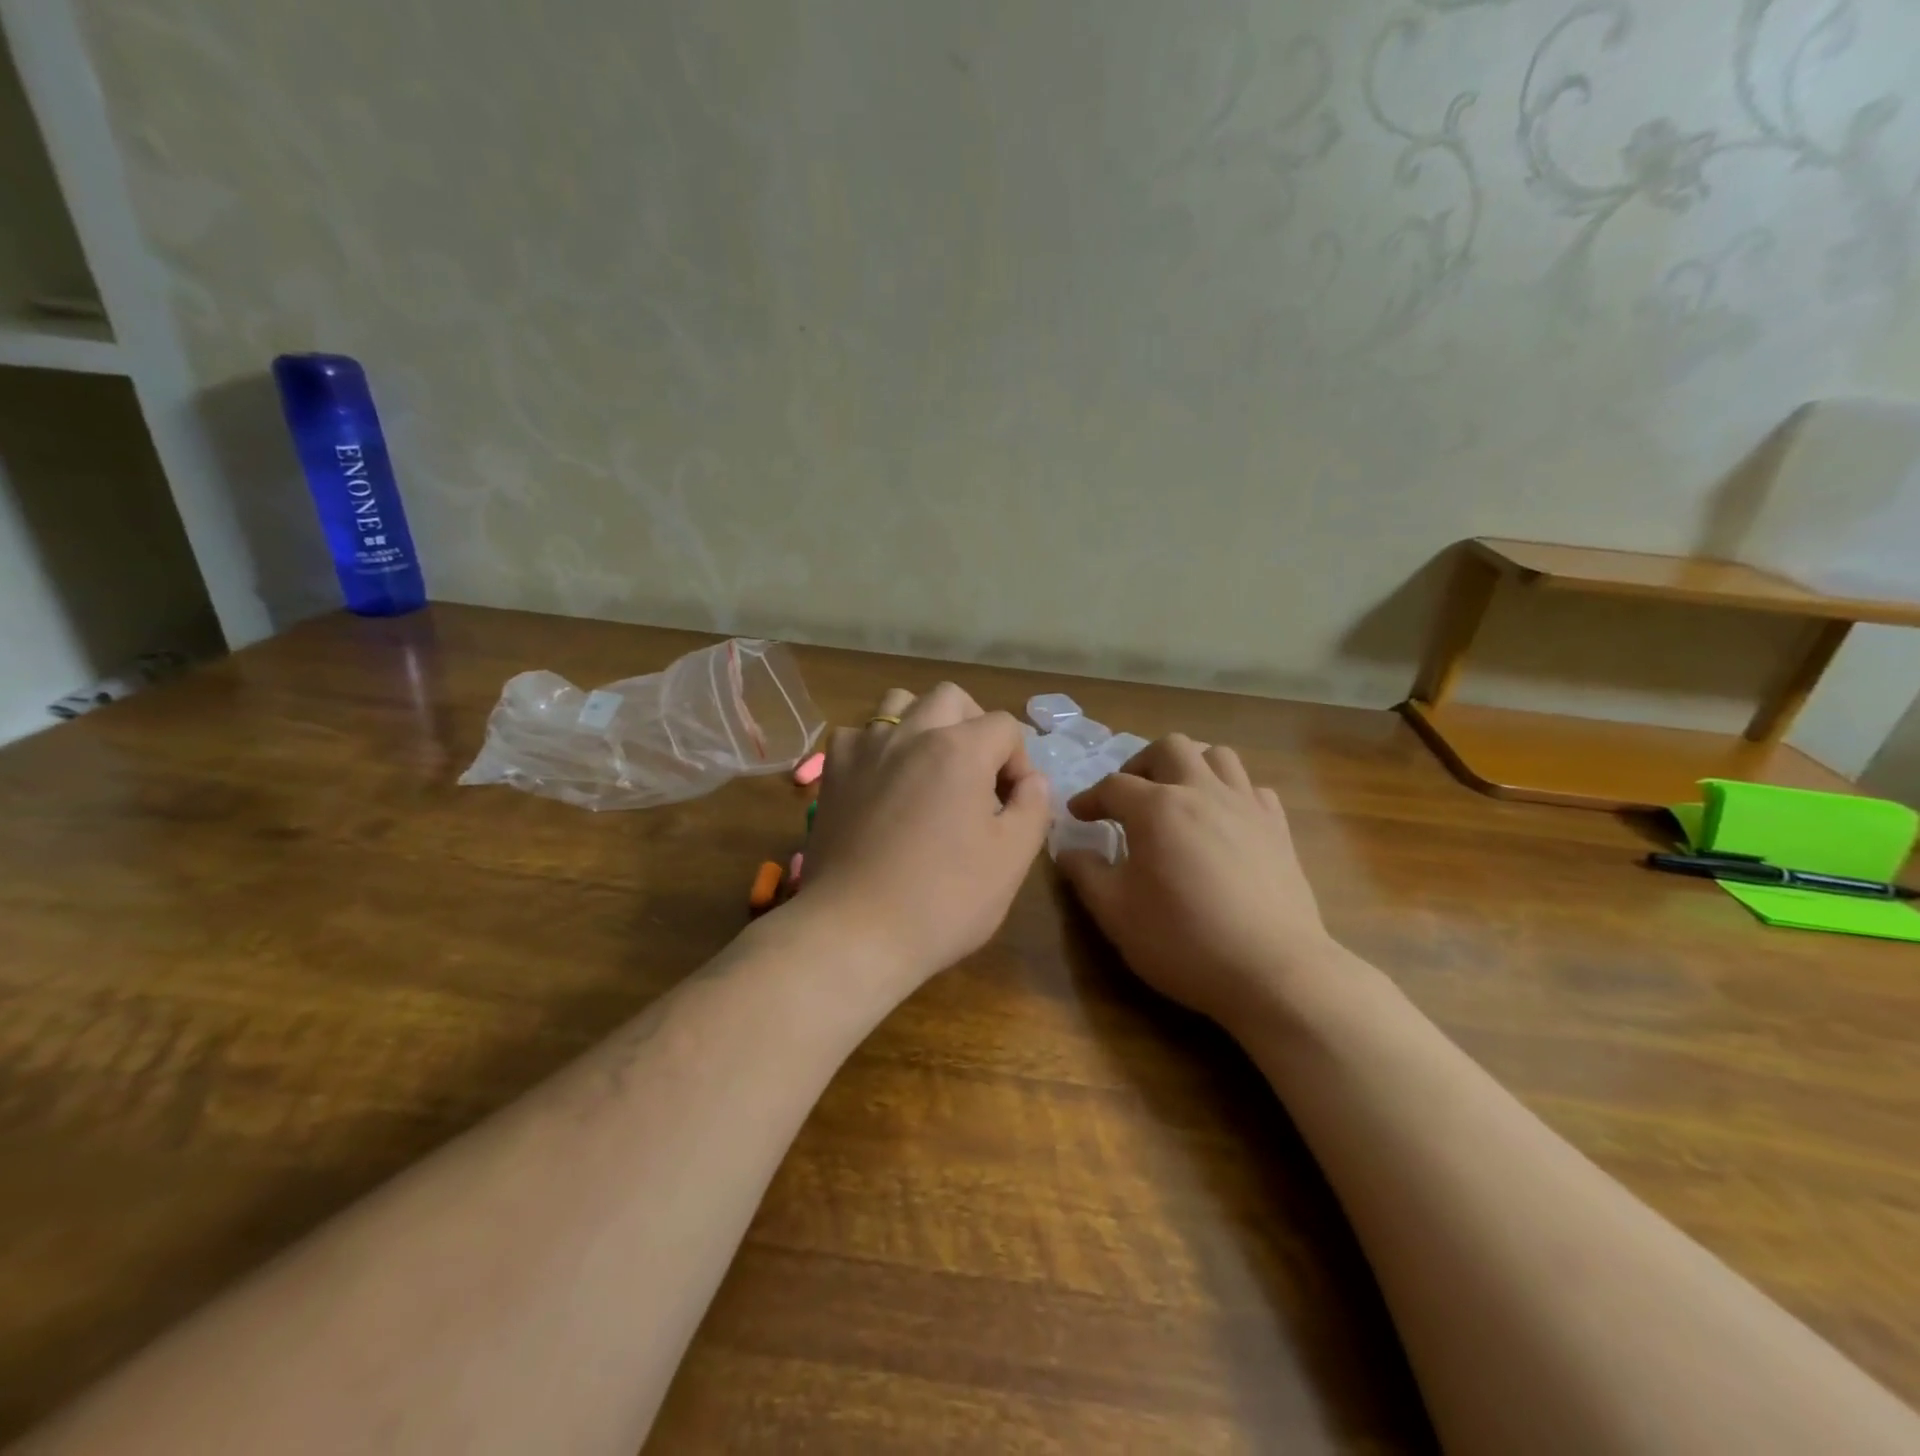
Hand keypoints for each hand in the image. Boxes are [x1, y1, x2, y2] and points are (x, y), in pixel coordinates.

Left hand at [796, 683, 1050, 990]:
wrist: (855, 932)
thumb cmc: (943, 899)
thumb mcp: (1012, 858)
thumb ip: (1033, 806)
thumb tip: (1032, 780)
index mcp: (959, 749)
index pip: (1004, 727)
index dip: (1019, 761)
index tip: (1013, 803)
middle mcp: (910, 733)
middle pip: (952, 698)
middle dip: (974, 726)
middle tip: (979, 775)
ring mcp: (865, 748)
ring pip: (899, 703)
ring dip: (924, 723)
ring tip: (930, 766)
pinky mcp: (832, 772)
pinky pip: (859, 735)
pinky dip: (878, 746)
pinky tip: (883, 781)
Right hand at [1056, 735, 1339, 1029]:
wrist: (1272, 971)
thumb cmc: (1183, 941)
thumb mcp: (1116, 913)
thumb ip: (1085, 874)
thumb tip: (1068, 849)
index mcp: (1157, 808)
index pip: (1113, 786)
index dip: (1089, 798)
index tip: (1078, 816)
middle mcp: (1202, 792)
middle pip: (1169, 748)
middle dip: (1141, 764)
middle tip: (1129, 797)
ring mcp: (1246, 806)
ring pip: (1218, 756)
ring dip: (1190, 766)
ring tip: (1177, 796)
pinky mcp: (1278, 827)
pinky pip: (1252, 788)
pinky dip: (1231, 793)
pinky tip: (1222, 821)